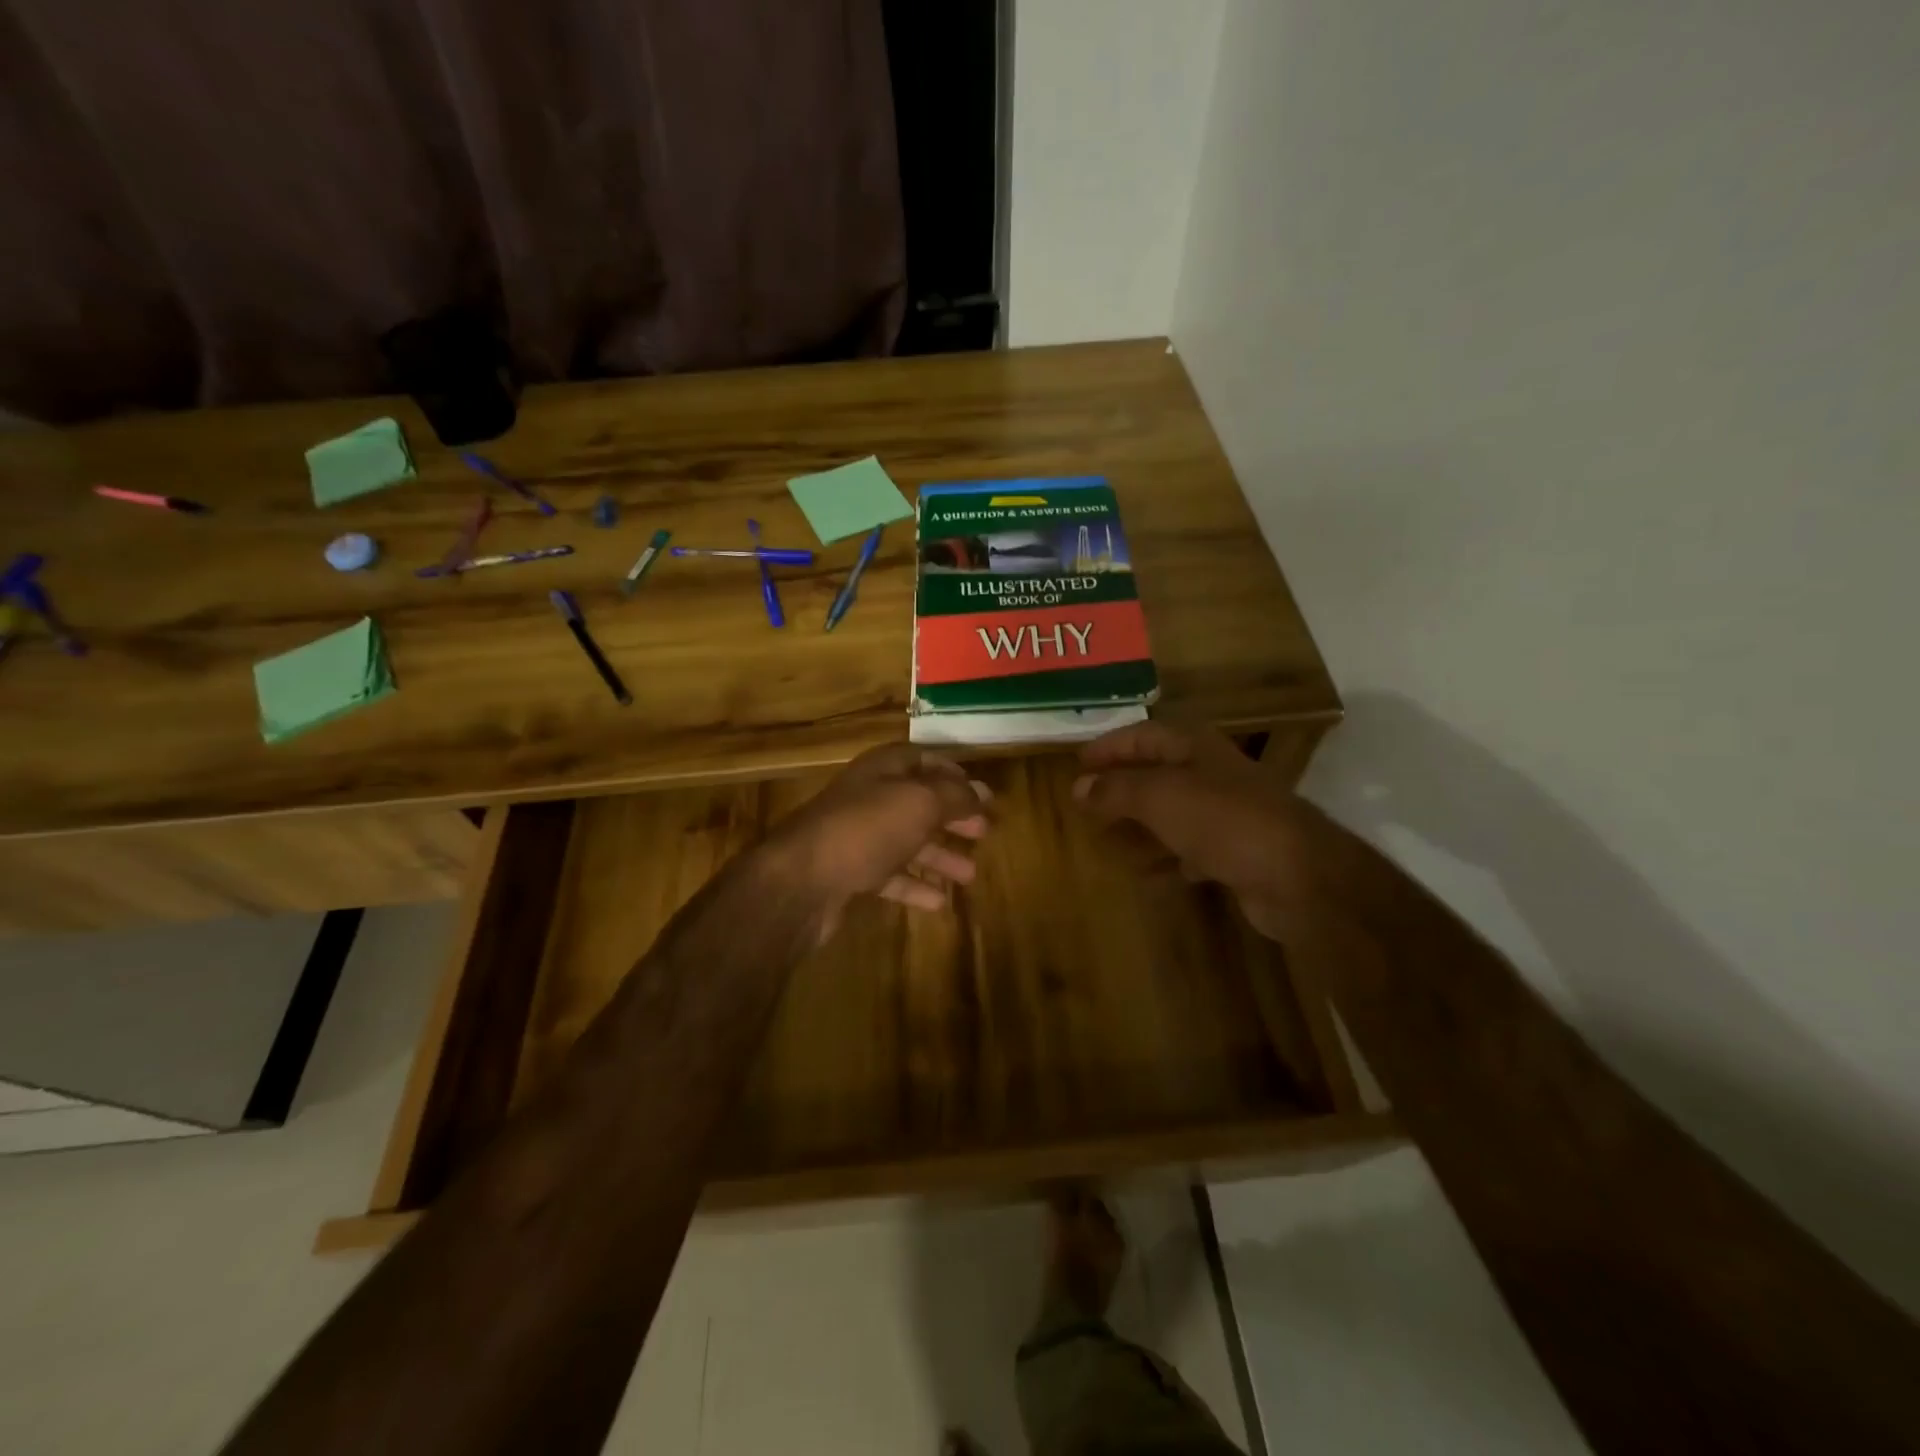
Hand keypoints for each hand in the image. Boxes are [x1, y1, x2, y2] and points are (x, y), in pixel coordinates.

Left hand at [762, 744, 991, 941]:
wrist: (801, 881)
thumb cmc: (866, 829)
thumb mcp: (919, 803)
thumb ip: (955, 796)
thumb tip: (983, 791)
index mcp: (882, 770)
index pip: (922, 759)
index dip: (952, 773)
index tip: (980, 792)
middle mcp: (868, 798)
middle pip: (917, 802)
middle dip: (951, 817)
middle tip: (983, 833)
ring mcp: (856, 837)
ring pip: (906, 841)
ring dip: (938, 856)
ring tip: (970, 875)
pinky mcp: (849, 874)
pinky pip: (889, 876)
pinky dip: (914, 886)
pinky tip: (939, 902)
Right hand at [1072, 721, 1319, 939]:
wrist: (1297, 875)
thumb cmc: (1222, 820)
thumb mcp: (1159, 796)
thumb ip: (1115, 790)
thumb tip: (1078, 787)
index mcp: (1195, 748)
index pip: (1143, 735)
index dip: (1110, 747)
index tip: (1078, 763)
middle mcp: (1212, 774)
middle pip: (1157, 774)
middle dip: (1121, 788)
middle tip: (1086, 803)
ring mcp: (1226, 814)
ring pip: (1172, 814)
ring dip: (1139, 825)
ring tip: (1105, 840)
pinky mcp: (1236, 853)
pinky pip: (1189, 851)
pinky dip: (1165, 859)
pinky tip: (1144, 875)